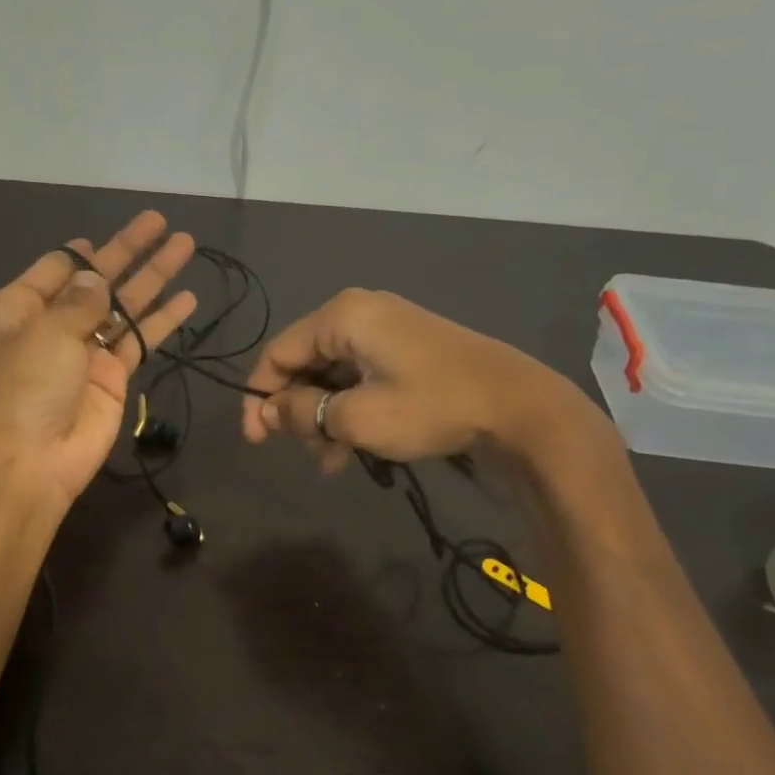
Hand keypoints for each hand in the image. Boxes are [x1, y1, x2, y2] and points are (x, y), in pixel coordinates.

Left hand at [0, 211, 197, 504]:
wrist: (37, 459)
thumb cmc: (28, 387)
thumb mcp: (46, 332)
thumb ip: (79, 300)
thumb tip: (98, 279)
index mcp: (18, 309)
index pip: (55, 269)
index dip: (82, 252)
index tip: (104, 237)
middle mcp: (51, 325)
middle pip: (97, 280)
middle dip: (129, 251)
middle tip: (161, 222)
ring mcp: (84, 350)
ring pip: (124, 305)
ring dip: (154, 277)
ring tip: (186, 245)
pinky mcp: (112, 374)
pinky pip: (140, 338)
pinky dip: (163, 320)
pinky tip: (188, 299)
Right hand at [240, 288, 593, 470]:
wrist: (518, 406)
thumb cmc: (431, 406)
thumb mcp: (357, 417)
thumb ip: (302, 413)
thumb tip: (268, 413)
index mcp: (341, 317)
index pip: (277, 353)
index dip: (259, 398)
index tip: (256, 441)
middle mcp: (358, 314)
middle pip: (304, 363)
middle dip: (296, 411)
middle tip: (300, 451)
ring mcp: (385, 330)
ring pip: (332, 375)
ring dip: (323, 417)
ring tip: (331, 460)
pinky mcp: (406, 349)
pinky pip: (360, 377)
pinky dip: (349, 410)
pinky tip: (352, 449)